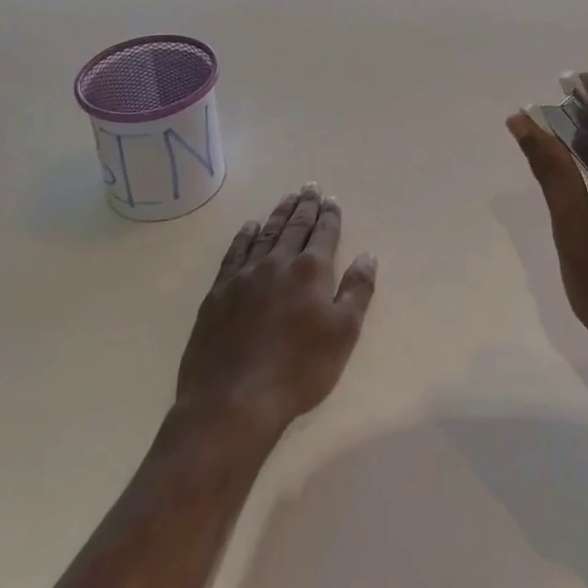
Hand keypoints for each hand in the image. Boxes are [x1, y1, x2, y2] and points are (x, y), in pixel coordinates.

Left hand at [175, 185, 377, 438]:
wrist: (232, 400)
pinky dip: (245, 236)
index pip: (324, 233)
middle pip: (295, 226)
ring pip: (266, 233)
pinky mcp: (219, 292)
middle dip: (305, 206)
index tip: (332, 200)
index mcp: (311, 271)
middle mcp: (278, 263)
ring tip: (287, 198)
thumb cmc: (298, 371)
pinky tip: (250, 227)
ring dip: (279, 214)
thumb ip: (357, 290)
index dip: (330, 216)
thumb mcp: (343, 334)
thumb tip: (367, 255)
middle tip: (310, 187)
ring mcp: (245, 275)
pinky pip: (235, 252)